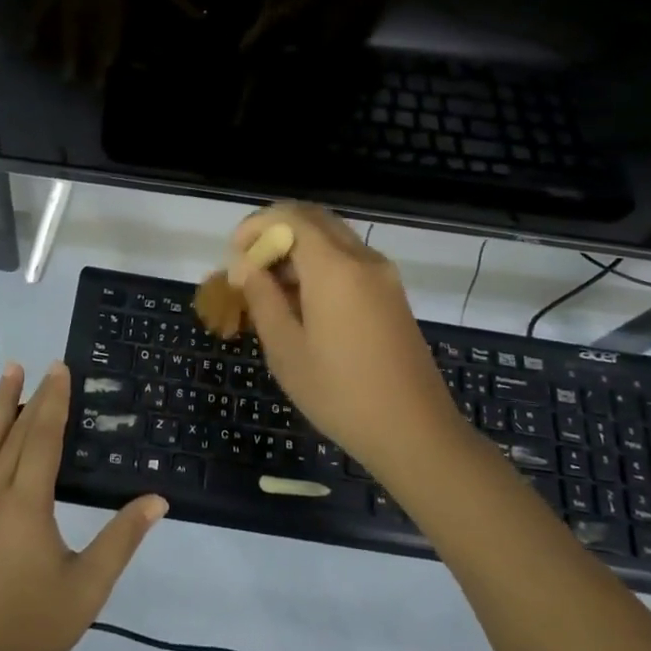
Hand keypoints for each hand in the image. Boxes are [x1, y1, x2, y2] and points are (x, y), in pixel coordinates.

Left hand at [0, 362, 167, 650]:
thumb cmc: (31, 629)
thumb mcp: (87, 587)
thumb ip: (121, 539)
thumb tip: (157, 499)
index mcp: (29, 504)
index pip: (45, 437)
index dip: (55, 400)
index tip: (60, 368)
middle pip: (15, 433)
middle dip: (31, 396)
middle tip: (40, 365)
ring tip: (7, 372)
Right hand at [230, 204, 455, 470]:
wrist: (416, 433)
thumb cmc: (341, 394)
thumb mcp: (286, 350)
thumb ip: (262, 298)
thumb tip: (246, 267)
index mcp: (334, 267)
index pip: (289, 217)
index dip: (255, 227)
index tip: (234, 258)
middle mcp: (362, 258)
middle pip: (313, 219)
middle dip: (275, 232)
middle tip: (249, 266)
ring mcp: (383, 275)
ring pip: (332, 237)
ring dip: (297, 248)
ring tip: (270, 288)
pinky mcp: (391, 294)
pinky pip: (349, 259)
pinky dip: (320, 264)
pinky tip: (302, 303)